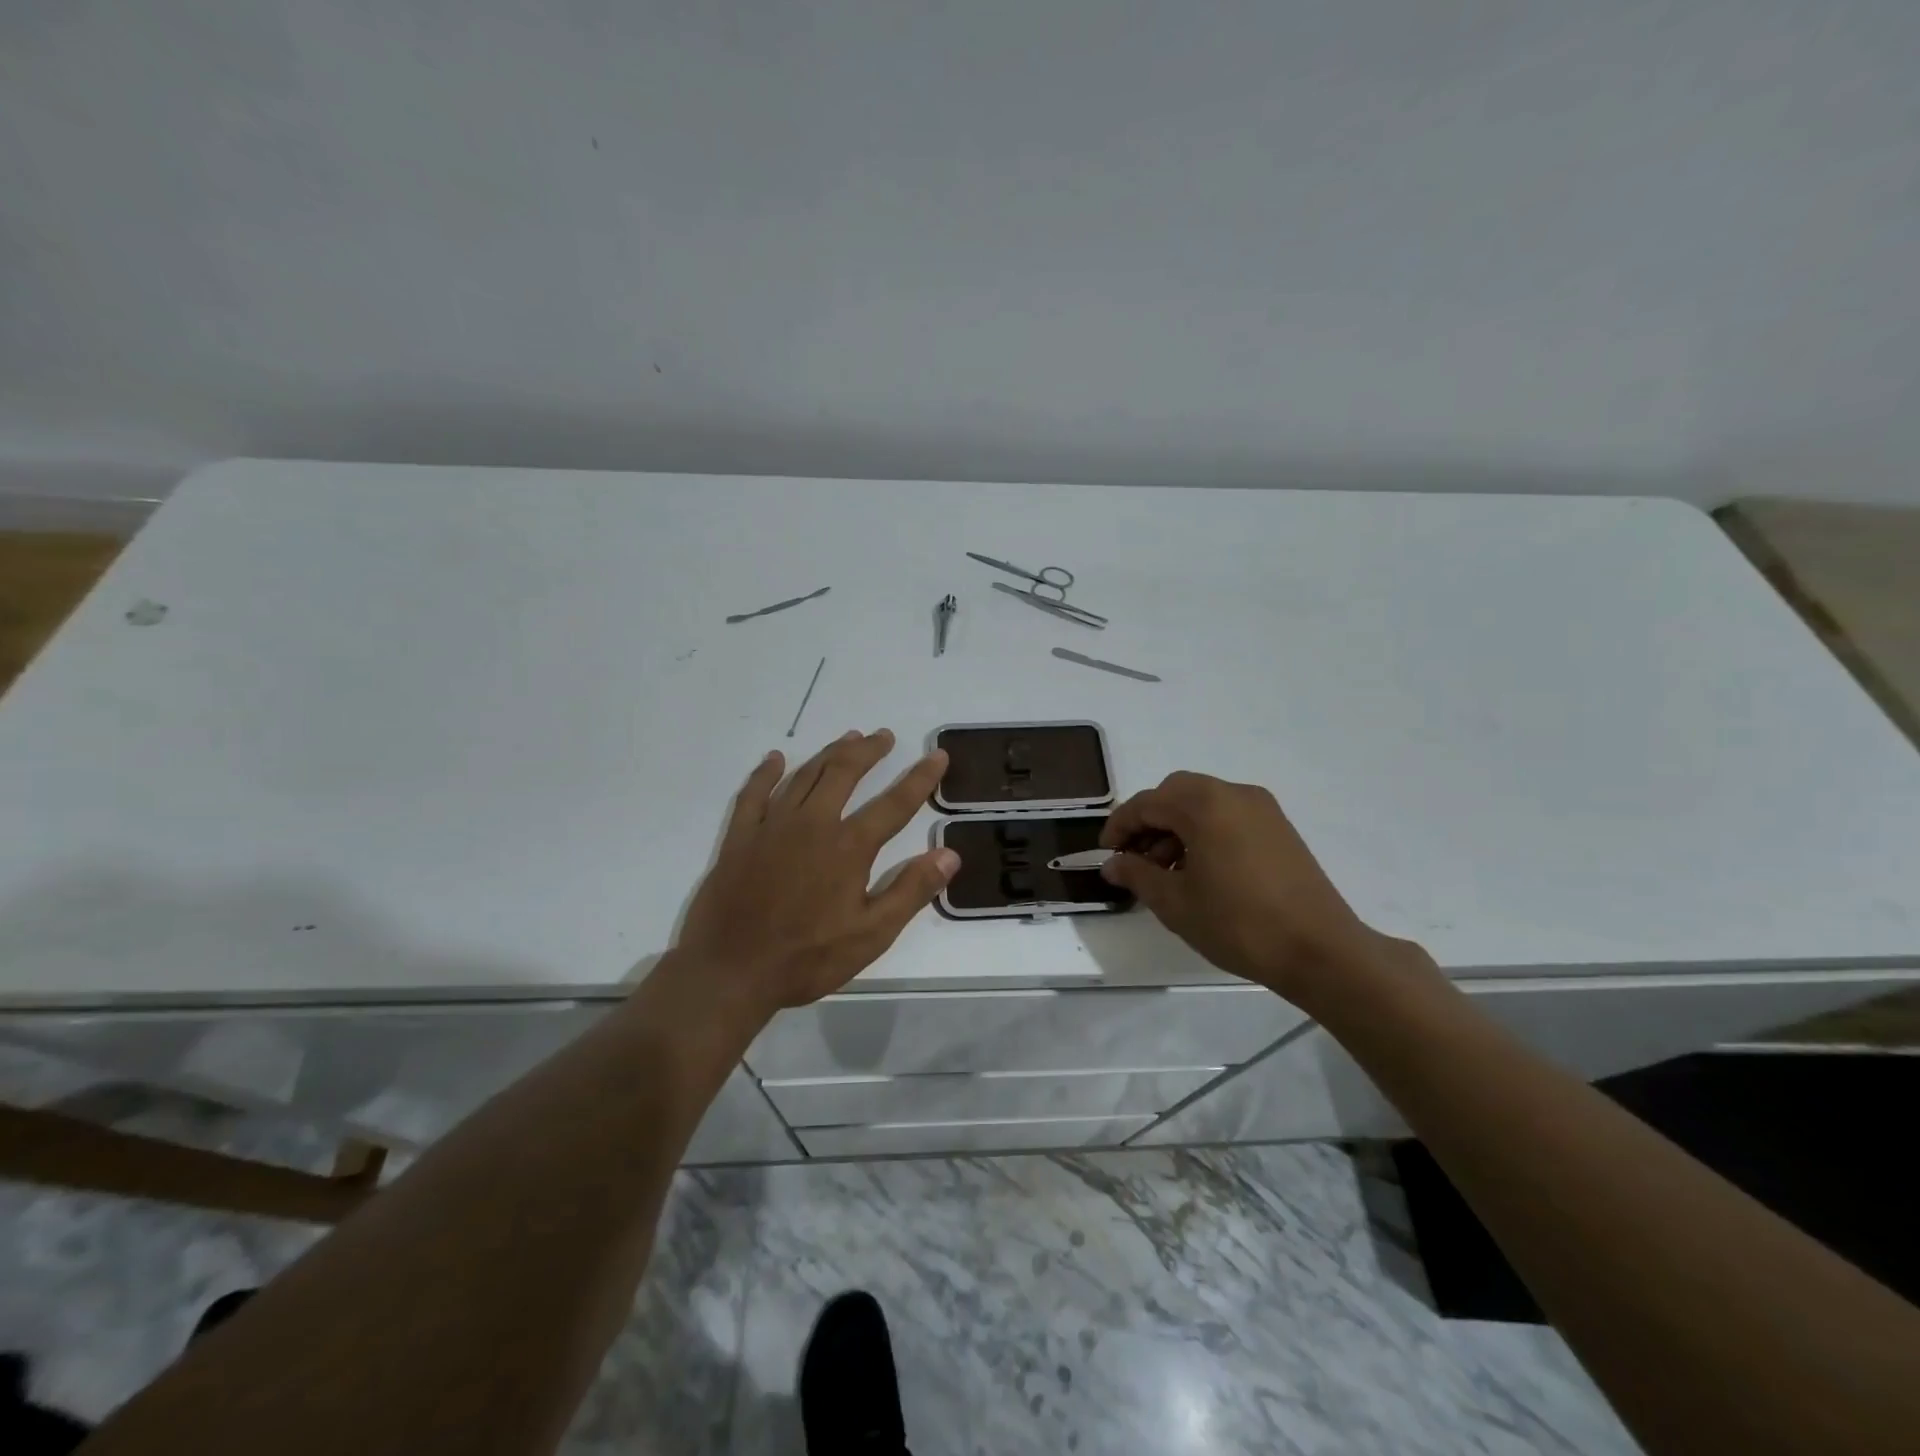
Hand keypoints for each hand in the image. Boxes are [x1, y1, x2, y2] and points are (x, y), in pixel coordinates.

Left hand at [674, 729, 958, 1017]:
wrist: (730, 971)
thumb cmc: (807, 958)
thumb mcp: (871, 935)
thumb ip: (911, 891)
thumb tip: (950, 854)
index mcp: (848, 847)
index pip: (895, 804)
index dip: (920, 778)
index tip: (938, 755)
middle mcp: (812, 824)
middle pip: (844, 773)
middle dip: (868, 751)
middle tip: (883, 736)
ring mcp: (772, 827)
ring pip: (805, 776)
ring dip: (829, 754)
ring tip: (848, 738)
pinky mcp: (740, 838)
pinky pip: (753, 794)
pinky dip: (766, 773)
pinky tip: (776, 759)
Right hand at [1099, 771, 1381, 1000]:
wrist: (1320, 951)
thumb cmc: (1238, 924)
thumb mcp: (1175, 903)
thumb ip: (1137, 875)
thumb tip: (1113, 864)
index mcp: (1204, 805)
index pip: (1147, 803)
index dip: (1120, 826)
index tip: (1106, 853)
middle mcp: (1233, 794)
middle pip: (1176, 793)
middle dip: (1149, 821)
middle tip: (1135, 858)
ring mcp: (1262, 809)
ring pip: (1203, 803)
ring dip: (1177, 827)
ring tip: (1167, 871)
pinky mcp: (1279, 828)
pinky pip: (1228, 815)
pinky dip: (1205, 831)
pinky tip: (1201, 870)